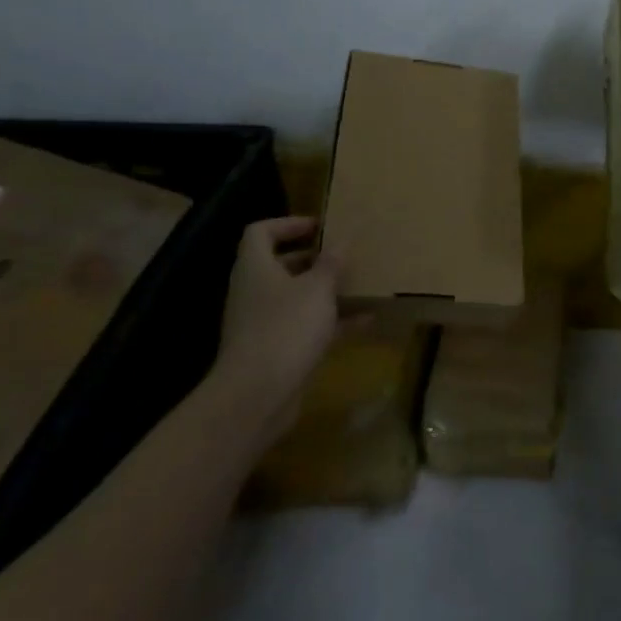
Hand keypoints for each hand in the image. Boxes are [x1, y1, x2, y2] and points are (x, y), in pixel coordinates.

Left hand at [212, 216, 340, 439]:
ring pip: (296, 297)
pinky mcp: (275, 351)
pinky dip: (332, 321)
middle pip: (280, 265)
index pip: (260, 232)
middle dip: (313, 258)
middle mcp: (254, 292)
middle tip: (344, 255)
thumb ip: (331, 263)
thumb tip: (341, 241)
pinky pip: (306, 327)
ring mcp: (263, 323)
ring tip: (359, 284)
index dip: (289, 224)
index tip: (321, 227)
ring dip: (325, 291)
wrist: (256, 396)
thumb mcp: (318, 288)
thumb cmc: (286, 328)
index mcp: (256, 268)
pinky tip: (366, 320)